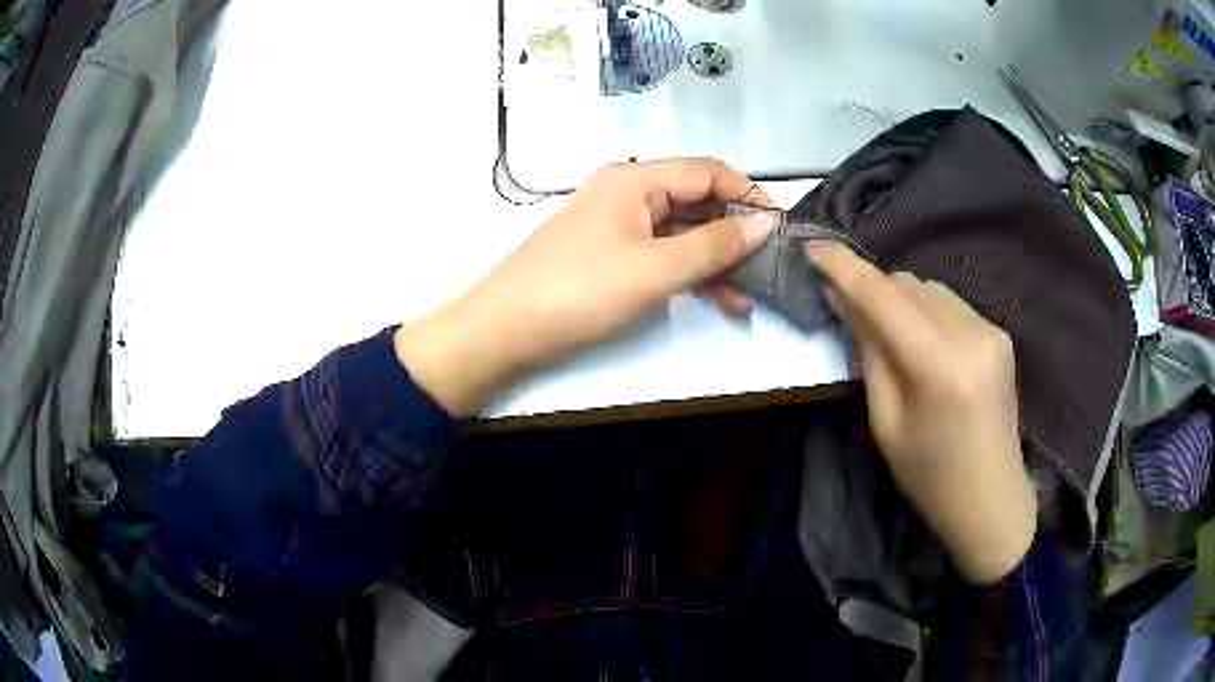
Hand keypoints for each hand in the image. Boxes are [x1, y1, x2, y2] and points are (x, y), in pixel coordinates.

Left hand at [395, 160, 776, 415]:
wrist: (505, 328)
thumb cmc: (579, 291)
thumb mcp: (654, 269)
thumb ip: (714, 245)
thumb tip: (766, 223)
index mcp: (635, 179)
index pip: (708, 172)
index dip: (748, 195)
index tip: (782, 228)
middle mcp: (628, 192)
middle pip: (696, 200)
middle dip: (735, 231)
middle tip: (770, 265)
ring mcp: (618, 223)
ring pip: (682, 230)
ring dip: (716, 257)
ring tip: (751, 290)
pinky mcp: (611, 253)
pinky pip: (662, 252)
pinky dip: (690, 271)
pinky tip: (718, 297)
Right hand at [808, 243, 1036, 583]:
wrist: (991, 500)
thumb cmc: (931, 476)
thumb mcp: (886, 424)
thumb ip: (870, 355)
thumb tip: (847, 302)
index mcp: (939, 368)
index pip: (884, 297)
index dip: (845, 268)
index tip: (813, 247)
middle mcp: (970, 335)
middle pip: (908, 283)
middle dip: (873, 289)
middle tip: (847, 310)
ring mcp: (991, 331)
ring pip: (930, 288)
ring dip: (901, 299)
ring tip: (889, 333)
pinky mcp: (1000, 334)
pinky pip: (951, 304)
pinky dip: (926, 312)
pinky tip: (923, 343)